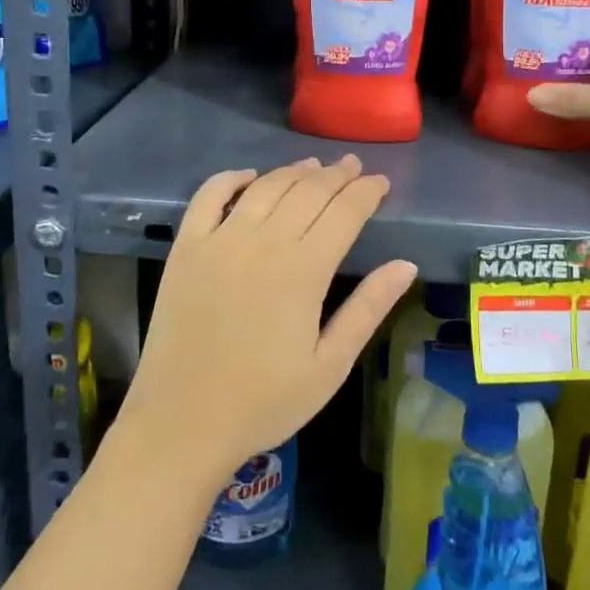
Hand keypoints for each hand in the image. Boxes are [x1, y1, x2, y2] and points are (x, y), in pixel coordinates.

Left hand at [118, 155, 417, 491]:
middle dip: (336, 176)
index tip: (381, 182)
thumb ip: (367, 309)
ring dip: (293, 171)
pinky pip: (208, 196)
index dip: (366, 192)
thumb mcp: (329, 365)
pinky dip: (230, 178)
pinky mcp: (186, 248)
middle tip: (353, 167)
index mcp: (303, 271)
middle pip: (307, 192)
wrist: (183, 423)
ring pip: (265, 188)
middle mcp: (262, 243)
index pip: (344, 213)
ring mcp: (219, 241)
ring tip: (314, 166)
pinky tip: (248, 176)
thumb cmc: (264, 402)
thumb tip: (406, 265)